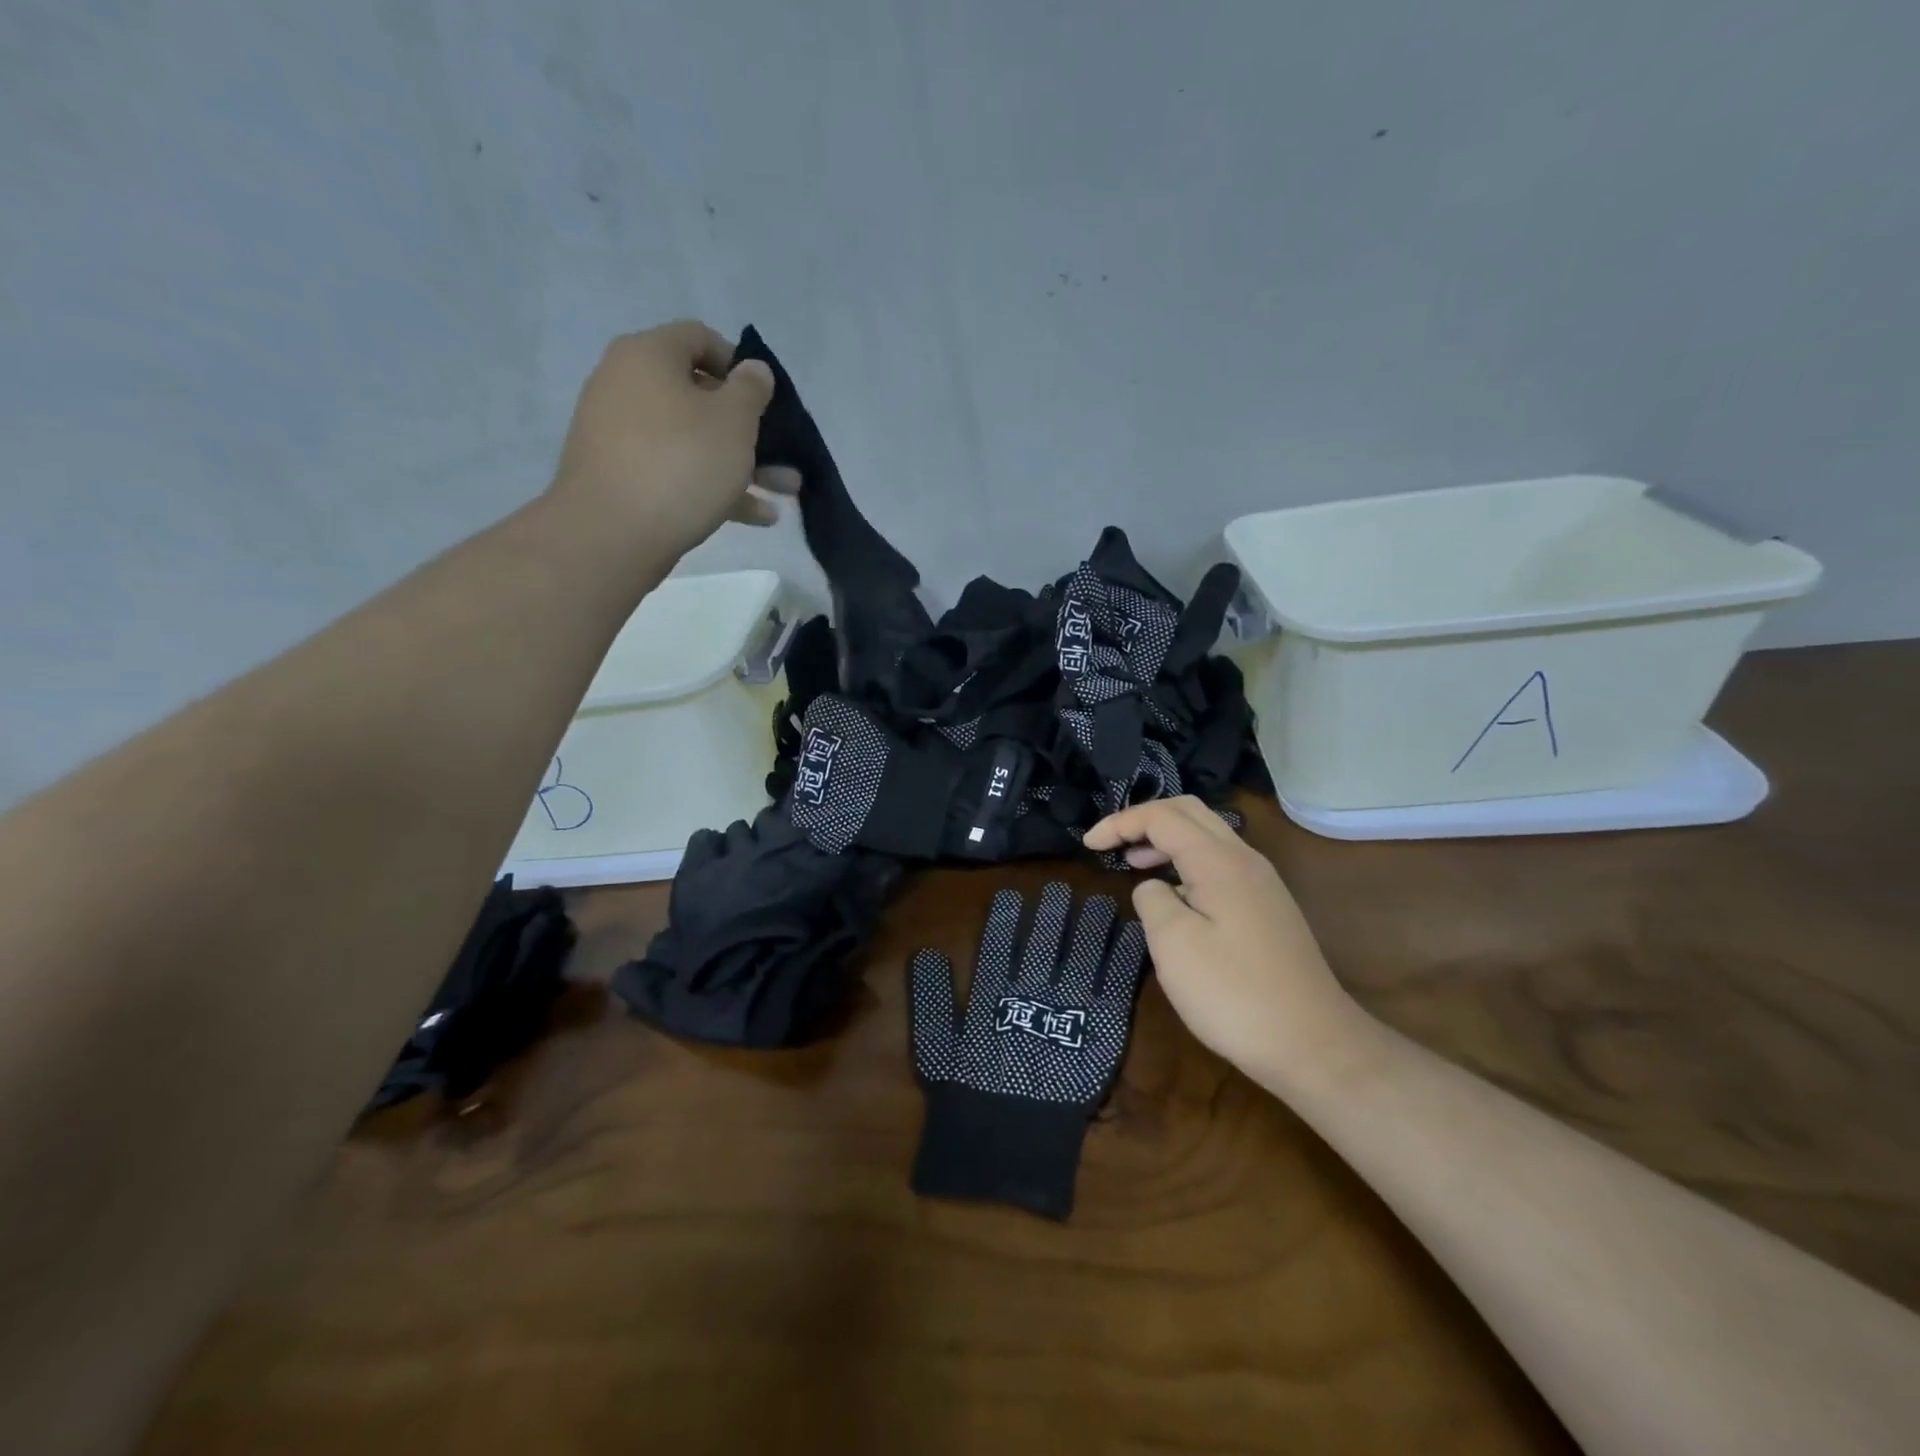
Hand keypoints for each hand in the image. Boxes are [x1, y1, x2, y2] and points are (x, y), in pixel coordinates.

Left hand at [549, 320, 800, 559]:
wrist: (611, 534)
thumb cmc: (682, 464)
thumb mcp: (734, 422)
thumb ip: (751, 390)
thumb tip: (752, 368)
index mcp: (648, 355)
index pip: (700, 338)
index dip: (740, 364)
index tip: (767, 400)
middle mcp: (626, 384)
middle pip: (699, 396)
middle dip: (749, 429)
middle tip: (783, 456)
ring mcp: (619, 432)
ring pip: (692, 439)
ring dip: (740, 464)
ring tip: (782, 493)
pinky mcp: (620, 475)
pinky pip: (675, 470)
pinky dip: (712, 485)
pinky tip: (755, 517)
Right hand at [1084, 798, 1367, 1082]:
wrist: (1314, 1045)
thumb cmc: (1233, 994)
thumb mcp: (1174, 944)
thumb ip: (1153, 900)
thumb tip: (1155, 886)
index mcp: (1219, 861)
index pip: (1162, 817)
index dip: (1121, 823)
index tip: (1089, 845)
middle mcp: (1245, 860)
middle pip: (1190, 813)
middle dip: (1145, 820)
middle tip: (1113, 844)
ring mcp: (1262, 884)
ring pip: (1208, 837)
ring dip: (1167, 841)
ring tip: (1135, 864)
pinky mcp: (1269, 909)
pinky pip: (1221, 865)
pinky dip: (1187, 864)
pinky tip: (1175, 897)